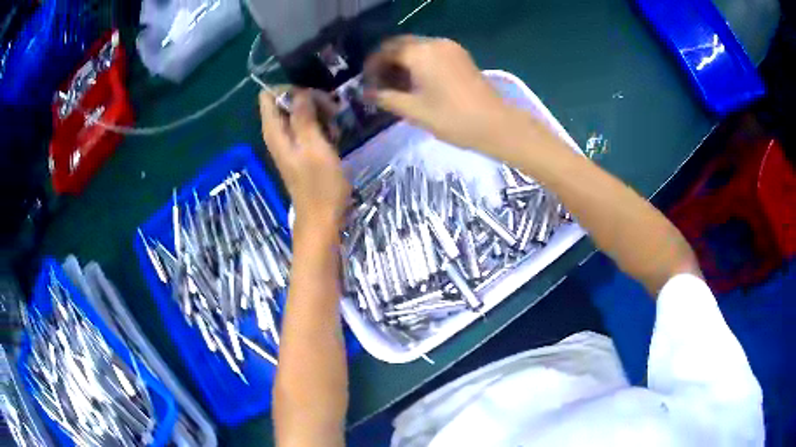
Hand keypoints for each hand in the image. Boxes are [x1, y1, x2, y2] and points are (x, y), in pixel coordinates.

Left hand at [259, 89, 350, 231]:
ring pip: (299, 112)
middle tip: (331, 110)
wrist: (322, 218)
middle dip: (309, 99)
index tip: (314, 96)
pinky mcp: (301, 149)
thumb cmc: (320, 185)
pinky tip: (334, 135)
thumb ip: (304, 116)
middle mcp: (278, 133)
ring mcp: (289, 141)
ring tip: (335, 124)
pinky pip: (307, 126)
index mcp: (274, 131)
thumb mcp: (315, 147)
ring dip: (318, 112)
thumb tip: (299, 91)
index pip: (269, 95)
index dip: (291, 89)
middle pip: (286, 101)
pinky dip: (320, 125)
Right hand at [365, 36, 520, 156]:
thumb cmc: (453, 119)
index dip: (371, 66)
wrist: (497, 124)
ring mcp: (450, 47)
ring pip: (415, 47)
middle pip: (400, 44)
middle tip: (380, 85)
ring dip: (402, 62)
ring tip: (397, 87)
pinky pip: (431, 52)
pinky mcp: (460, 55)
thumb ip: (386, 98)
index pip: (385, 50)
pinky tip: (417, 82)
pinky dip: (418, 62)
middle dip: (386, 62)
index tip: (367, 84)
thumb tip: (366, 93)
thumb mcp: (414, 111)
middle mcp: (434, 43)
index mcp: (420, 53)